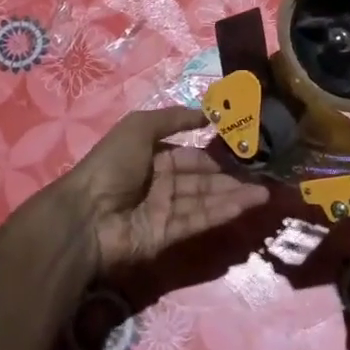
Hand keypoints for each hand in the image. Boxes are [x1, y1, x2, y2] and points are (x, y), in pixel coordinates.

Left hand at [59, 107, 269, 272]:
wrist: (86, 214)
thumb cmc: (111, 164)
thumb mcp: (140, 127)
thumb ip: (174, 118)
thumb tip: (208, 113)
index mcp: (152, 158)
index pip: (190, 156)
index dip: (214, 155)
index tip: (242, 153)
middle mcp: (160, 184)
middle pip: (202, 181)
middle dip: (231, 179)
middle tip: (263, 177)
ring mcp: (164, 211)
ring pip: (205, 202)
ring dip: (234, 197)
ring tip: (264, 194)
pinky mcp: (167, 236)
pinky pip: (198, 221)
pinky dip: (221, 213)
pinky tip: (244, 206)